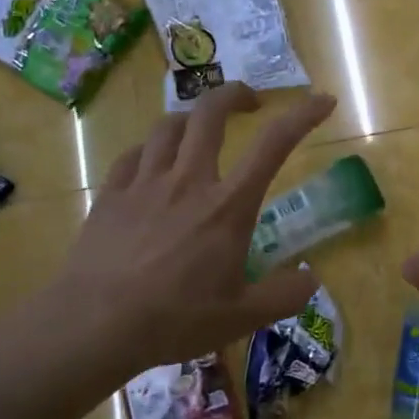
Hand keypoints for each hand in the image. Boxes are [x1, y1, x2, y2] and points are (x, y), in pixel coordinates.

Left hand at [55, 84, 337, 371]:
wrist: (96, 323)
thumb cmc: (175, 319)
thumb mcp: (242, 318)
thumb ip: (284, 296)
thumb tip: (311, 278)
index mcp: (228, 206)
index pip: (274, 145)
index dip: (303, 115)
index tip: (322, 101)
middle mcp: (188, 181)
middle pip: (210, 113)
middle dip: (234, 94)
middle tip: (249, 102)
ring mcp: (145, 182)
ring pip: (168, 126)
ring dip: (190, 119)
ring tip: (199, 130)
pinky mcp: (111, 193)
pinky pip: (133, 154)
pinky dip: (150, 150)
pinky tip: (151, 162)